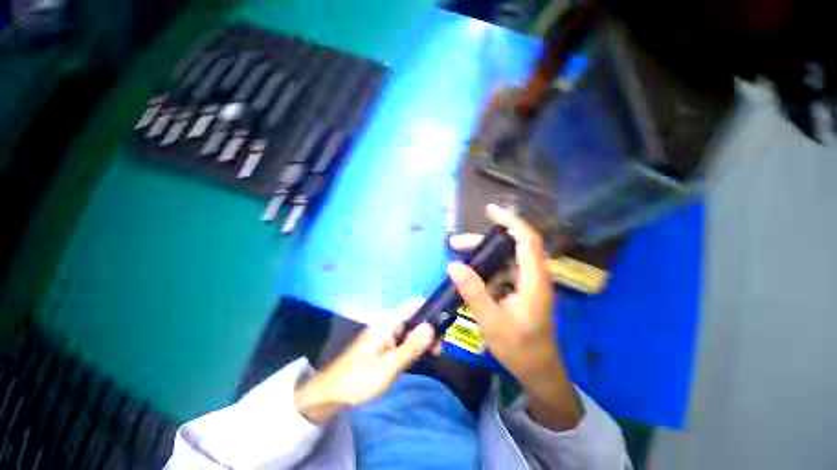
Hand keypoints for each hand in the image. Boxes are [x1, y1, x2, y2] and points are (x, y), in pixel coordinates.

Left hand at [294, 302, 438, 423]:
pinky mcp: (386, 345)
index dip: (430, 308)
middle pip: (415, 317)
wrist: (332, 393)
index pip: (413, 304)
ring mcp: (387, 334)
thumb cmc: (360, 378)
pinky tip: (423, 357)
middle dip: (430, 329)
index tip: (443, 324)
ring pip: (412, 330)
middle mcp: (389, 323)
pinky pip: (406, 340)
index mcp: (388, 322)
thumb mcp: (389, 366)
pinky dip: (416, 346)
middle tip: (439, 349)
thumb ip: (411, 346)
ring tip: (435, 355)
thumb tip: (432, 327)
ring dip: (424, 339)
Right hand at [448, 204, 582, 429]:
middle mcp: (533, 276)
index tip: (490, 211)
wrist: (538, 371)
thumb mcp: (492, 321)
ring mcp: (526, 284)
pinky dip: (485, 271)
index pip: (526, 240)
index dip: (510, 221)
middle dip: (483, 243)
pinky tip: (470, 278)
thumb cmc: (519, 349)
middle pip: (509, 248)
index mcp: (534, 280)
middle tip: (456, 244)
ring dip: (482, 258)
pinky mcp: (520, 291)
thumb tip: (453, 266)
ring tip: (457, 258)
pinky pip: (501, 273)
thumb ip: (473, 292)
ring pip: (503, 260)